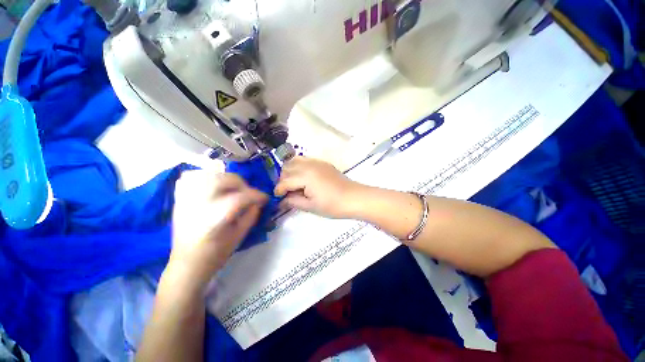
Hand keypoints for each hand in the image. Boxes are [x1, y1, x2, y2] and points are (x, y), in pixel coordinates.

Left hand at [169, 171, 267, 288]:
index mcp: (213, 219)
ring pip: (205, 174)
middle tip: (248, 193)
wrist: (187, 264)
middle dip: (241, 183)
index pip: (240, 198)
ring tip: (232, 187)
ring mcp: (186, 200)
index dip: (256, 195)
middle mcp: (198, 206)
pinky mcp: (180, 199)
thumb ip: (251, 215)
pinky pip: (190, 177)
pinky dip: (205, 176)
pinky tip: (213, 184)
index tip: (265, 199)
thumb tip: (257, 201)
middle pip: (222, 180)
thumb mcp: (239, 236)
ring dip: (224, 178)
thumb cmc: (215, 254)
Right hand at [274, 157, 363, 218]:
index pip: (285, 181)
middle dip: (283, 179)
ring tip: (293, 183)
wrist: (353, 198)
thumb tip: (282, 200)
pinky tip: (304, 177)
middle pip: (287, 167)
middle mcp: (308, 165)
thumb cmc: (332, 205)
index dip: (278, 190)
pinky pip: (305, 160)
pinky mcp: (323, 163)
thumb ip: (293, 201)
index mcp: (305, 176)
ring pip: (295, 160)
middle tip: (286, 192)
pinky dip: (299, 166)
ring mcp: (317, 162)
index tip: (277, 198)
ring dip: (290, 170)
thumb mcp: (310, 206)